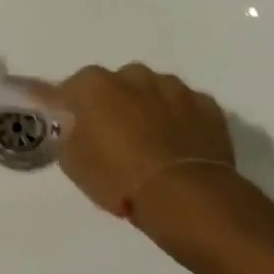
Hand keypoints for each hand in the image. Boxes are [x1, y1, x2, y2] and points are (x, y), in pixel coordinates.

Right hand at [34, 64, 235, 238]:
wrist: (185, 197)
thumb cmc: (119, 178)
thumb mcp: (73, 162)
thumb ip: (66, 133)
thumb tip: (68, 124)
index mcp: (95, 84)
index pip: (70, 88)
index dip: (68, 107)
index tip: (68, 123)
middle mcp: (133, 75)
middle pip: (116, 84)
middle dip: (113, 103)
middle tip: (113, 135)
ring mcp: (174, 88)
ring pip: (154, 91)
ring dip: (148, 108)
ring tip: (151, 142)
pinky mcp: (207, 105)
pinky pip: (186, 108)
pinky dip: (181, 120)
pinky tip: (179, 146)